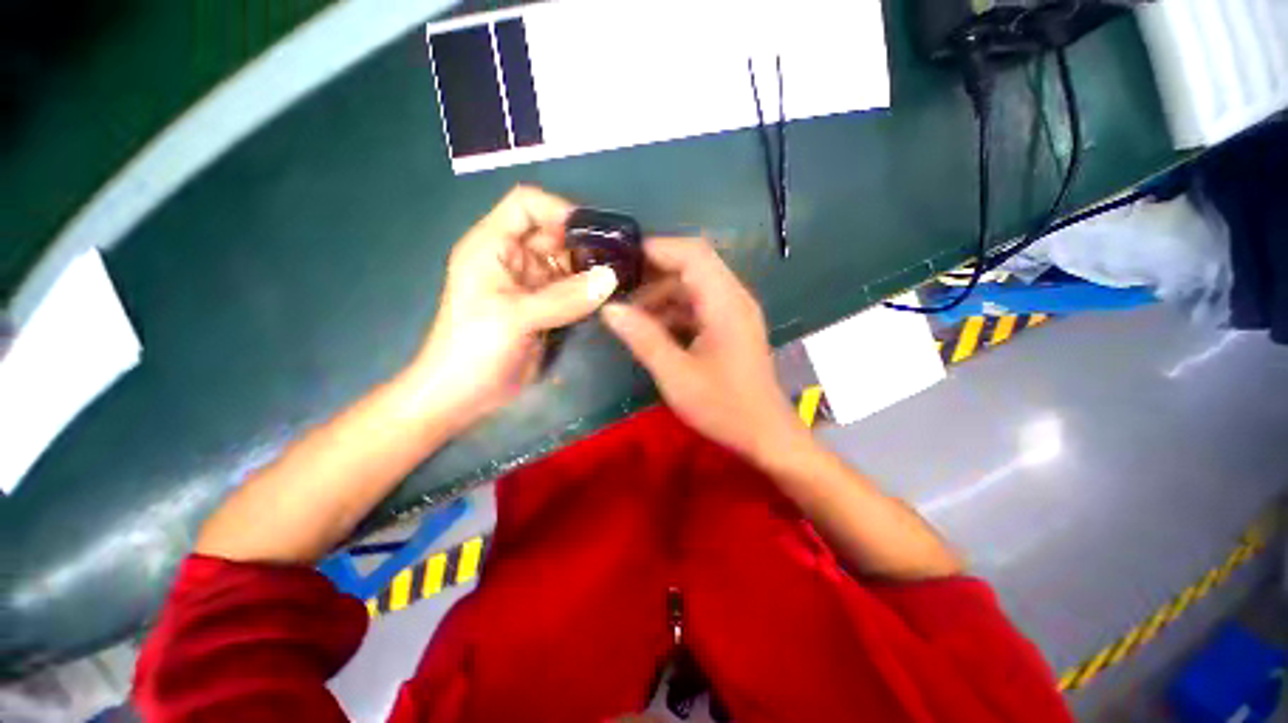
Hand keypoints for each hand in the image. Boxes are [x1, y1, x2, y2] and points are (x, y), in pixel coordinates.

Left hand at [406, 187, 617, 427]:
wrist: (464, 395)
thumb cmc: (473, 349)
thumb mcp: (514, 318)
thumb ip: (564, 298)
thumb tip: (611, 277)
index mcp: (492, 245)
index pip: (527, 204)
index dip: (559, 210)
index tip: (595, 233)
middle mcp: (514, 258)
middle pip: (555, 233)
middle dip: (586, 242)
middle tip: (622, 258)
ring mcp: (532, 284)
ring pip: (568, 262)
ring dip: (593, 267)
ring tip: (623, 276)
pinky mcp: (546, 307)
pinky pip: (573, 289)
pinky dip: (591, 290)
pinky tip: (612, 295)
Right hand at [600, 237, 801, 459]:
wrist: (765, 434)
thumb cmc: (724, 407)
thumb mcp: (676, 375)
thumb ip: (644, 338)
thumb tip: (609, 309)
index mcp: (725, 303)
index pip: (692, 254)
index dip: (656, 249)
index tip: (620, 260)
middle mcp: (734, 298)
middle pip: (693, 265)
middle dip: (653, 272)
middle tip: (618, 287)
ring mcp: (734, 312)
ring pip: (694, 286)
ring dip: (662, 294)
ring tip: (629, 312)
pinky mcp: (730, 326)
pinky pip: (699, 305)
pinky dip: (674, 310)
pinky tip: (652, 328)